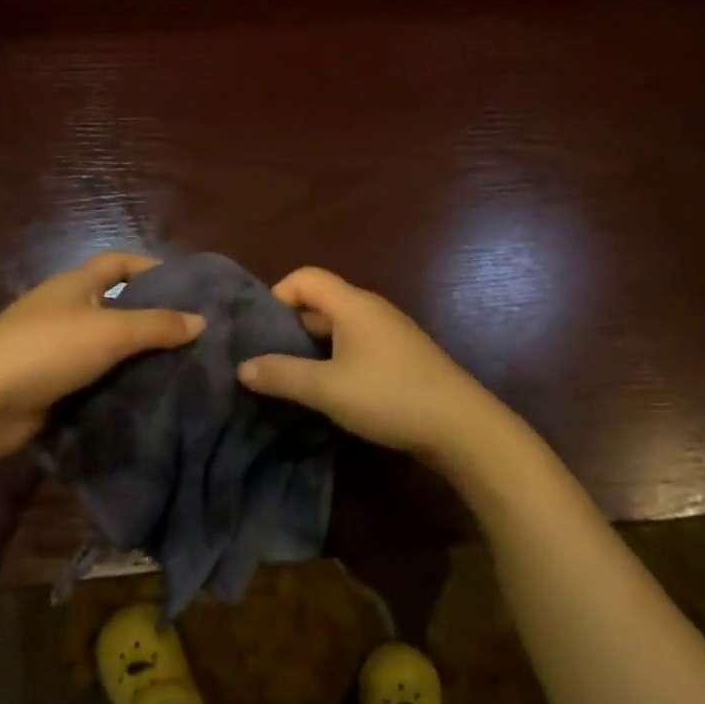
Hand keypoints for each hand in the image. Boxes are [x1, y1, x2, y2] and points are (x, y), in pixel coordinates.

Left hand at [0, 252, 203, 466]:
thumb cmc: (47, 350)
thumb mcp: (110, 331)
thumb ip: (157, 325)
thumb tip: (201, 321)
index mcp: (75, 285)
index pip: (119, 263)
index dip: (151, 268)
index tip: (186, 286)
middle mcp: (65, 310)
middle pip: (117, 306)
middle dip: (152, 318)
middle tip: (193, 335)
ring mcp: (55, 349)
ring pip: (107, 346)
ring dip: (137, 356)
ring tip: (181, 368)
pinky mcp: (51, 384)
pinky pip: (95, 378)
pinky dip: (118, 384)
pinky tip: (147, 396)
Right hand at [236, 266, 507, 469]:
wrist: (461, 426)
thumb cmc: (390, 397)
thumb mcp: (327, 389)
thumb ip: (282, 375)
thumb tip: (242, 367)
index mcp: (353, 304)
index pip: (305, 278)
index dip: (277, 296)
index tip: (259, 333)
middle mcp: (371, 309)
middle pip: (320, 301)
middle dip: (289, 325)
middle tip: (265, 359)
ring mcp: (389, 332)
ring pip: (337, 326)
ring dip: (311, 346)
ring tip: (290, 377)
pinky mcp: (400, 355)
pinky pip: (355, 344)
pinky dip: (334, 358)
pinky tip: (328, 389)